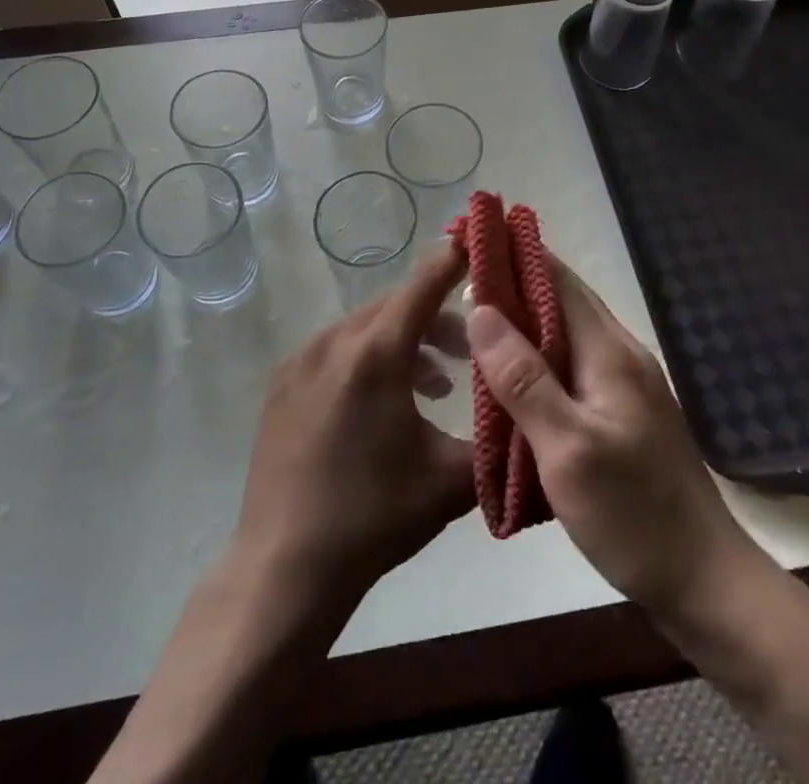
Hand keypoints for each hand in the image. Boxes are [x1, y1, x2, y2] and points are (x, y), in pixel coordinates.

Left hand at [232, 246, 475, 607]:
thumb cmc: (373, 518)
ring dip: (404, 342)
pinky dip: (368, 358)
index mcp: (376, 353)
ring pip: (366, 328)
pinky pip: (337, 351)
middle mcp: (335, 341)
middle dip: (437, 317)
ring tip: (435, 384)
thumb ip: (494, 437)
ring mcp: (302, 360)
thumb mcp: (449, 481)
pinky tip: (385, 403)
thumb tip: (526, 412)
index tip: (479, 240)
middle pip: (396, 305)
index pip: (424, 284)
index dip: (454, 260)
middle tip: (470, 349)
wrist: (284, 568)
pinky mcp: (283, 384)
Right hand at [466, 254, 749, 618]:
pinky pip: (569, 363)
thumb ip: (523, 378)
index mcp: (609, 351)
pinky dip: (535, 352)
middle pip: (559, 298)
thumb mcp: (568, 449)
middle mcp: (619, 354)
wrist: (705, 582)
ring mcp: (623, 383)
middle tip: (456, 273)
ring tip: (471, 314)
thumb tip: (481, 309)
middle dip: (511, 277)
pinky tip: (508, 370)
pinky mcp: (620, 411)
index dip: (513, 250)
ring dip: (521, 315)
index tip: (469, 232)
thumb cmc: (634, 514)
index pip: (556, 278)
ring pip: (563, 331)